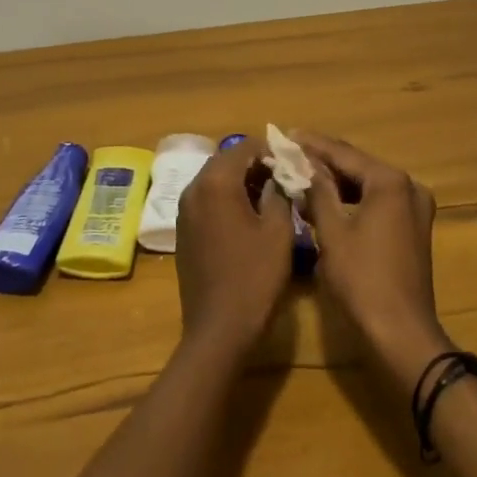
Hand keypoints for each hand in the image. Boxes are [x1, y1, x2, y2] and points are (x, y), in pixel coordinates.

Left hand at [173, 139, 294, 358]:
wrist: (218, 328)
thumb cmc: (254, 277)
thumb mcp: (279, 232)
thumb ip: (280, 193)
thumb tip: (279, 176)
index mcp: (216, 183)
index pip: (244, 147)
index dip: (271, 151)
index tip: (293, 164)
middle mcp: (193, 189)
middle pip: (226, 161)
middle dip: (255, 165)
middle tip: (285, 180)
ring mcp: (184, 211)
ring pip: (215, 181)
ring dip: (241, 182)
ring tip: (271, 198)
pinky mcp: (183, 232)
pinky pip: (206, 201)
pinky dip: (226, 200)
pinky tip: (248, 218)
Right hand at [295, 133, 451, 390]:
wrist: (400, 332)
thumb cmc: (362, 279)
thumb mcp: (332, 232)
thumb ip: (318, 191)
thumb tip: (304, 165)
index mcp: (390, 182)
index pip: (344, 154)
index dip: (312, 145)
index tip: (285, 134)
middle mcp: (408, 187)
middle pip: (358, 165)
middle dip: (323, 160)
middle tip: (289, 151)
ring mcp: (414, 208)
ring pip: (367, 184)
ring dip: (336, 180)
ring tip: (301, 172)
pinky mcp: (412, 228)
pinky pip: (377, 202)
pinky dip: (351, 199)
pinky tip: (325, 198)